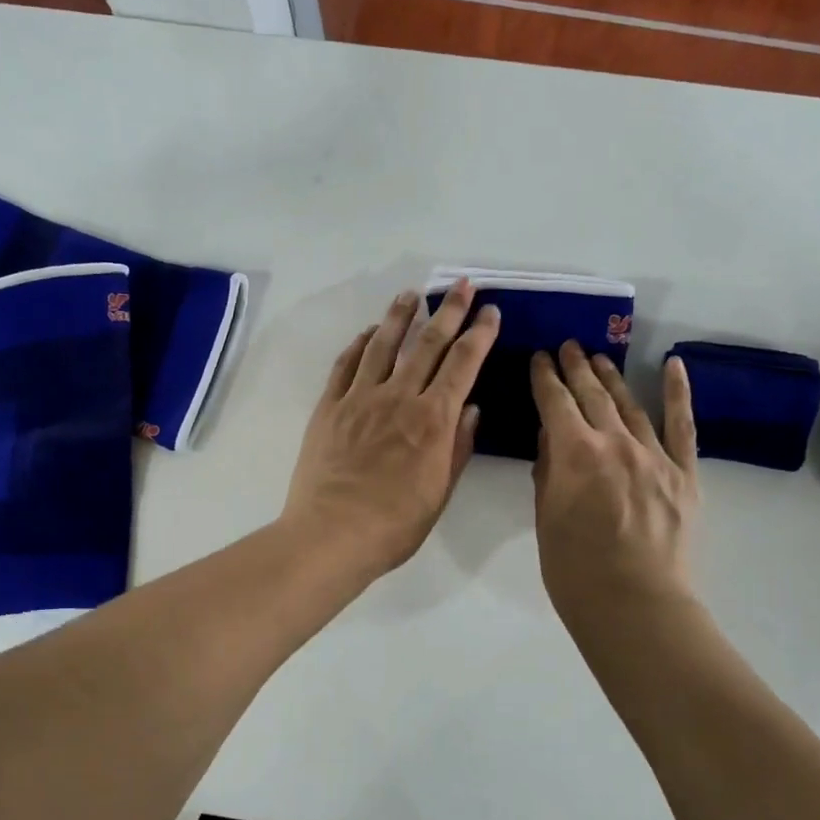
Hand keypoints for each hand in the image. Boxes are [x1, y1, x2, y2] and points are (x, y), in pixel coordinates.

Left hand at [282, 281, 500, 574]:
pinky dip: (360, 344)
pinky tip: (369, 333)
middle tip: (461, 285)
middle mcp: (399, 398)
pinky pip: (346, 365)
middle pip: (427, 343)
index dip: (479, 333)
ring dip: (400, 315)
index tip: (489, 311)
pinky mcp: (330, 407)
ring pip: (383, 344)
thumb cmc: (394, 524)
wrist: (331, 534)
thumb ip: (458, 446)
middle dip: (448, 311)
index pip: (462, 364)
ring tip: (412, 293)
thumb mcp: (440, 492)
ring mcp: (360, 398)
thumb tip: (471, 407)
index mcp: (432, 420)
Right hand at [530, 343, 698, 626]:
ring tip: (600, 357)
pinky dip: (678, 393)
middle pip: (593, 395)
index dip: (545, 378)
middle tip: (567, 347)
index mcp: (575, 453)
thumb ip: (548, 471)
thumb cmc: (574, 569)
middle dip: (576, 368)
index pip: (555, 402)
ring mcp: (655, 456)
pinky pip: (683, 426)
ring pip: (630, 405)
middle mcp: (616, 442)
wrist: (635, 605)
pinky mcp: (684, 474)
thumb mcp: (545, 518)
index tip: (540, 358)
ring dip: (612, 378)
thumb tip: (551, 437)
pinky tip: (673, 365)